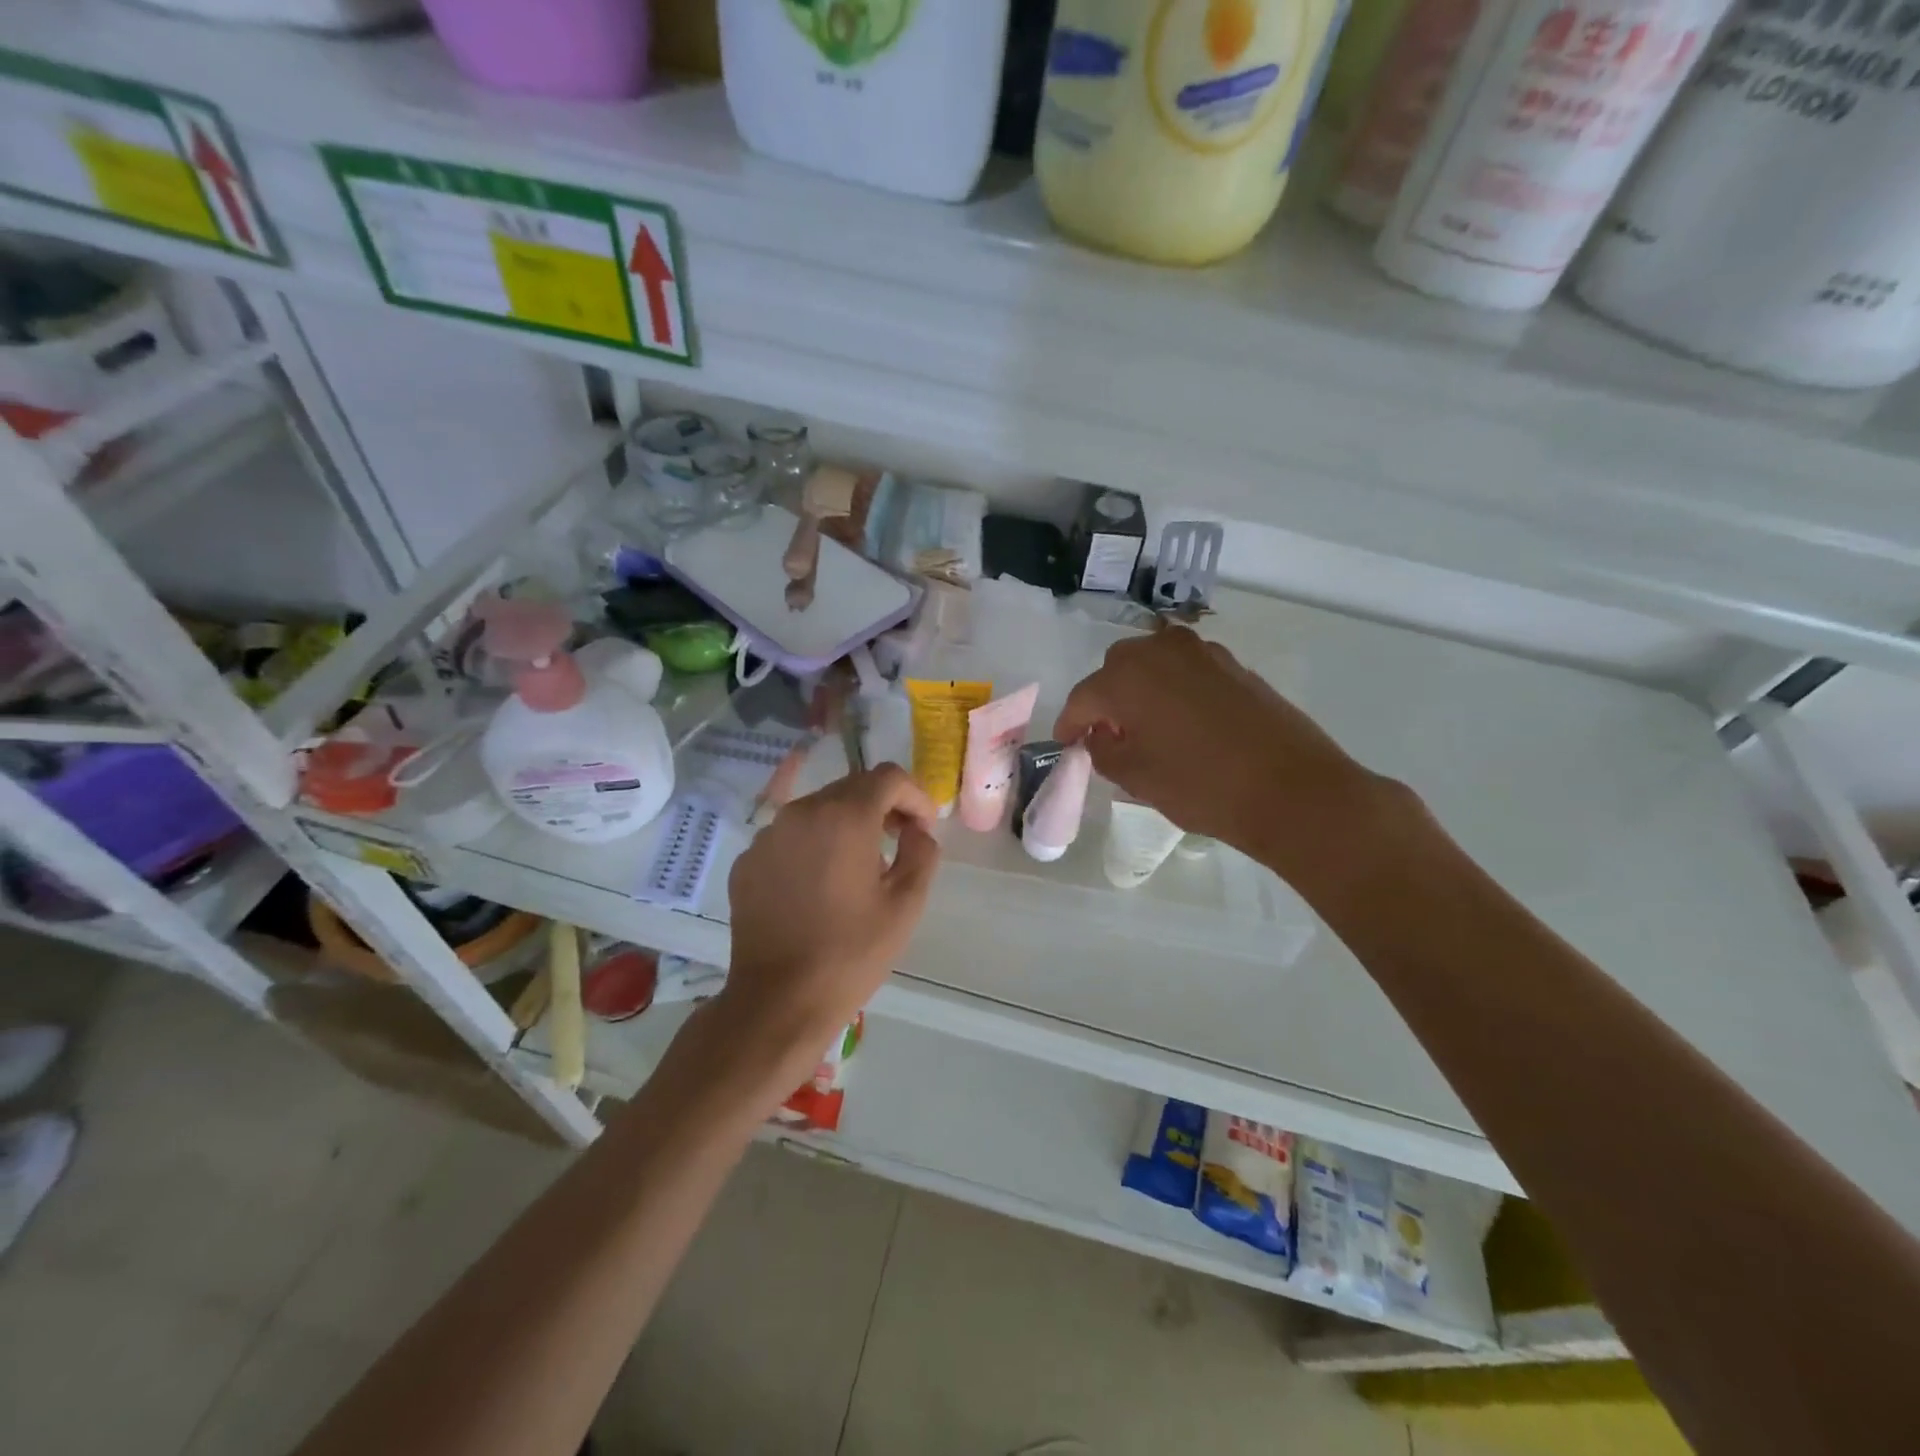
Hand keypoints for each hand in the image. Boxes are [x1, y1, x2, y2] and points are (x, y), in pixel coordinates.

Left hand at [718, 765, 940, 1079]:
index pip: (888, 777)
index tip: (924, 829)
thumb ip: (922, 852)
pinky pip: (790, 837)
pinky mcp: (747, 861)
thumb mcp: (906, 904)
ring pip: (818, 810)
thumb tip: (917, 830)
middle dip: (881, 807)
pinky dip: (813, 846)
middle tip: (899, 843)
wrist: (778, 1000)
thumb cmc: (851, 953)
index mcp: (844, 817)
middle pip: (851, 788)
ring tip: (858, 869)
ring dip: (845, 825)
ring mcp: (768, 836)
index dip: (915, 796)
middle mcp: (801, 812)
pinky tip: (819, 887)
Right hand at [1053, 626, 1392, 879]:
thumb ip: (1103, 751)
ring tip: (1145, 728)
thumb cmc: (1202, 786)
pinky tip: (1182, 723)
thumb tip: (1099, 737)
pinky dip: (1173, 689)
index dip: (1070, 724)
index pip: (1084, 697)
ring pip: (1154, 664)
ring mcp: (1203, 654)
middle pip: (1117, 669)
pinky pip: (1187, 671)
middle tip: (1107, 735)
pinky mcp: (1234, 666)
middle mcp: (1161, 652)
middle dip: (1105, 699)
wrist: (1293, 790)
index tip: (1066, 744)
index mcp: (1127, 677)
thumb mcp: (1137, 778)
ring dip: (1140, 689)